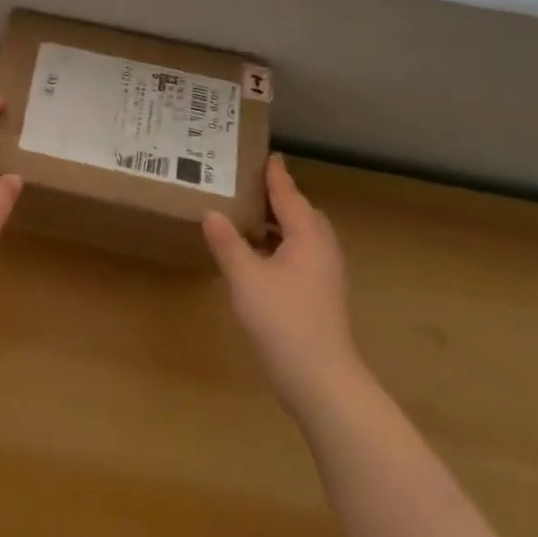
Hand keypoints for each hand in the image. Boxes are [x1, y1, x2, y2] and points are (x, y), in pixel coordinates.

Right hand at [203, 154, 363, 401]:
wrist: (322, 381)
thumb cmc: (283, 321)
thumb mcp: (245, 278)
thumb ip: (227, 243)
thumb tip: (212, 212)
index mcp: (307, 236)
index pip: (289, 194)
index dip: (275, 176)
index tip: (266, 155)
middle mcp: (321, 249)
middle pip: (302, 213)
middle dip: (280, 198)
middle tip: (250, 186)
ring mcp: (325, 275)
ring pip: (303, 237)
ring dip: (280, 224)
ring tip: (249, 218)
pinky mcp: (322, 296)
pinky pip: (301, 256)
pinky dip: (281, 246)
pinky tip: (259, 258)